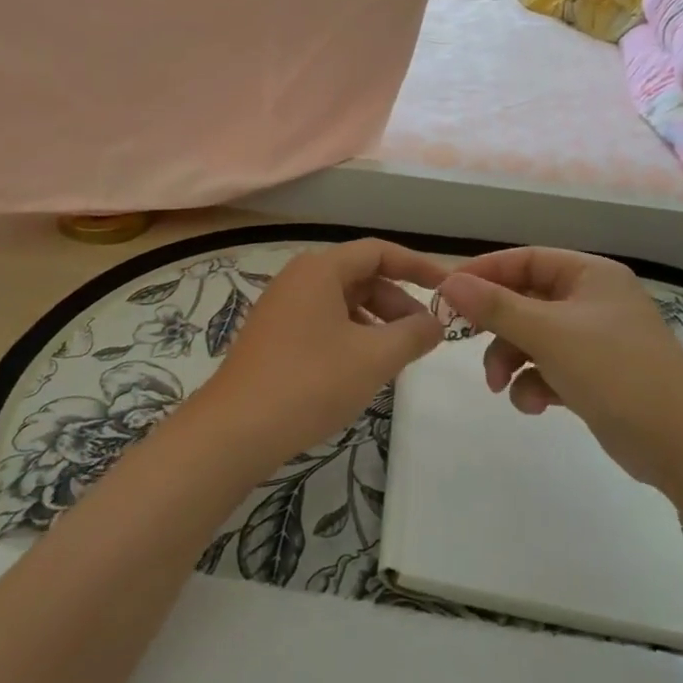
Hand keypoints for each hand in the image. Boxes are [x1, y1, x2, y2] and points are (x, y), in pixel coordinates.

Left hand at [192, 238, 447, 468]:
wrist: (235, 431)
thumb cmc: (310, 383)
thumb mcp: (373, 358)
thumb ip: (413, 335)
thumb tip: (437, 323)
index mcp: (320, 269)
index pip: (379, 252)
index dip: (418, 265)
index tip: (448, 288)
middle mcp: (299, 278)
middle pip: (361, 276)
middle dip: (398, 302)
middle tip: (425, 335)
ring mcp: (282, 307)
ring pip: (343, 302)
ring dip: (377, 322)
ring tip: (398, 356)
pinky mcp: (274, 336)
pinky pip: (324, 322)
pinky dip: (352, 336)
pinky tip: (363, 368)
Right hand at [438, 247, 682, 482]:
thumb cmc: (615, 371)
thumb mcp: (548, 334)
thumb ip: (496, 307)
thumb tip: (448, 282)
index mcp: (590, 275)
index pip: (526, 260)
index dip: (485, 272)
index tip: (447, 292)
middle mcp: (593, 300)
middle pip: (526, 300)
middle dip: (496, 326)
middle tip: (461, 340)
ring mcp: (596, 340)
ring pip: (534, 337)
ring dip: (510, 359)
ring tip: (499, 386)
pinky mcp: (596, 377)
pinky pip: (550, 368)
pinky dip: (535, 383)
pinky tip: (533, 405)